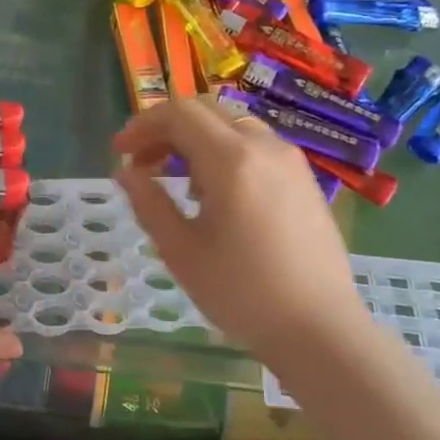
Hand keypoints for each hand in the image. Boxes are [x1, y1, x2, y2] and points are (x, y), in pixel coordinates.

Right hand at [113, 96, 365, 365]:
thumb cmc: (242, 293)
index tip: (119, 152)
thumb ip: (148, 203)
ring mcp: (290, 161)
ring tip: (176, 180)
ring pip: (233, 125)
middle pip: (207, 111)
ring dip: (196, 139)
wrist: (320, 329)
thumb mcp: (181, 251)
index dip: (142, 125)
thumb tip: (125, 172)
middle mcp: (265, 146)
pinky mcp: (304, 179)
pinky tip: (215, 193)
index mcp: (231, 159)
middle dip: (166, 128)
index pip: (179, 113)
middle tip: (141, 162)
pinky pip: (256, 146)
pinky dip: (224, 151)